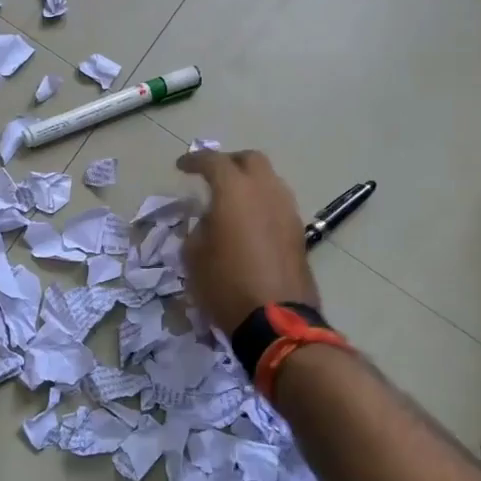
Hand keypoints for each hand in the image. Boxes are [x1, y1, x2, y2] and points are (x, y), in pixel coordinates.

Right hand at [177, 149, 319, 334]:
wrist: (276, 321)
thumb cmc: (225, 284)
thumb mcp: (194, 256)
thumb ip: (199, 227)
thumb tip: (210, 220)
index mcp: (235, 190)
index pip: (213, 161)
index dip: (194, 160)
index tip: (181, 167)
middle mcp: (265, 190)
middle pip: (250, 159)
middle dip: (229, 162)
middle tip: (212, 176)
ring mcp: (287, 209)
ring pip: (269, 180)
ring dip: (250, 182)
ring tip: (232, 200)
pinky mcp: (298, 231)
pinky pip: (277, 203)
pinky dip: (262, 203)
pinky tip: (249, 222)